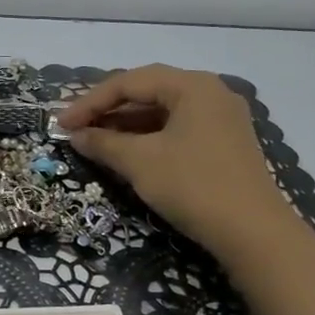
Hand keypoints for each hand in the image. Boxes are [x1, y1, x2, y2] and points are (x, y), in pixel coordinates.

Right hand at [58, 64, 280, 251]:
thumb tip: (76, 135)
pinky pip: (177, 129)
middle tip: (75, 128)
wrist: (253, 233)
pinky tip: (127, 153)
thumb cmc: (193, 186)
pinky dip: (148, 138)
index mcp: (192, 86)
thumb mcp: (140, 162)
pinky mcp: (224, 143)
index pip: (129, 82)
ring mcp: (221, 118)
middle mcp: (210, 93)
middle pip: (148, 92)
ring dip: (126, 125)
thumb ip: (103, 143)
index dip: (90, 102)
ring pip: (162, 112)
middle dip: (107, 110)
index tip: (61, 123)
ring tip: (94, 141)